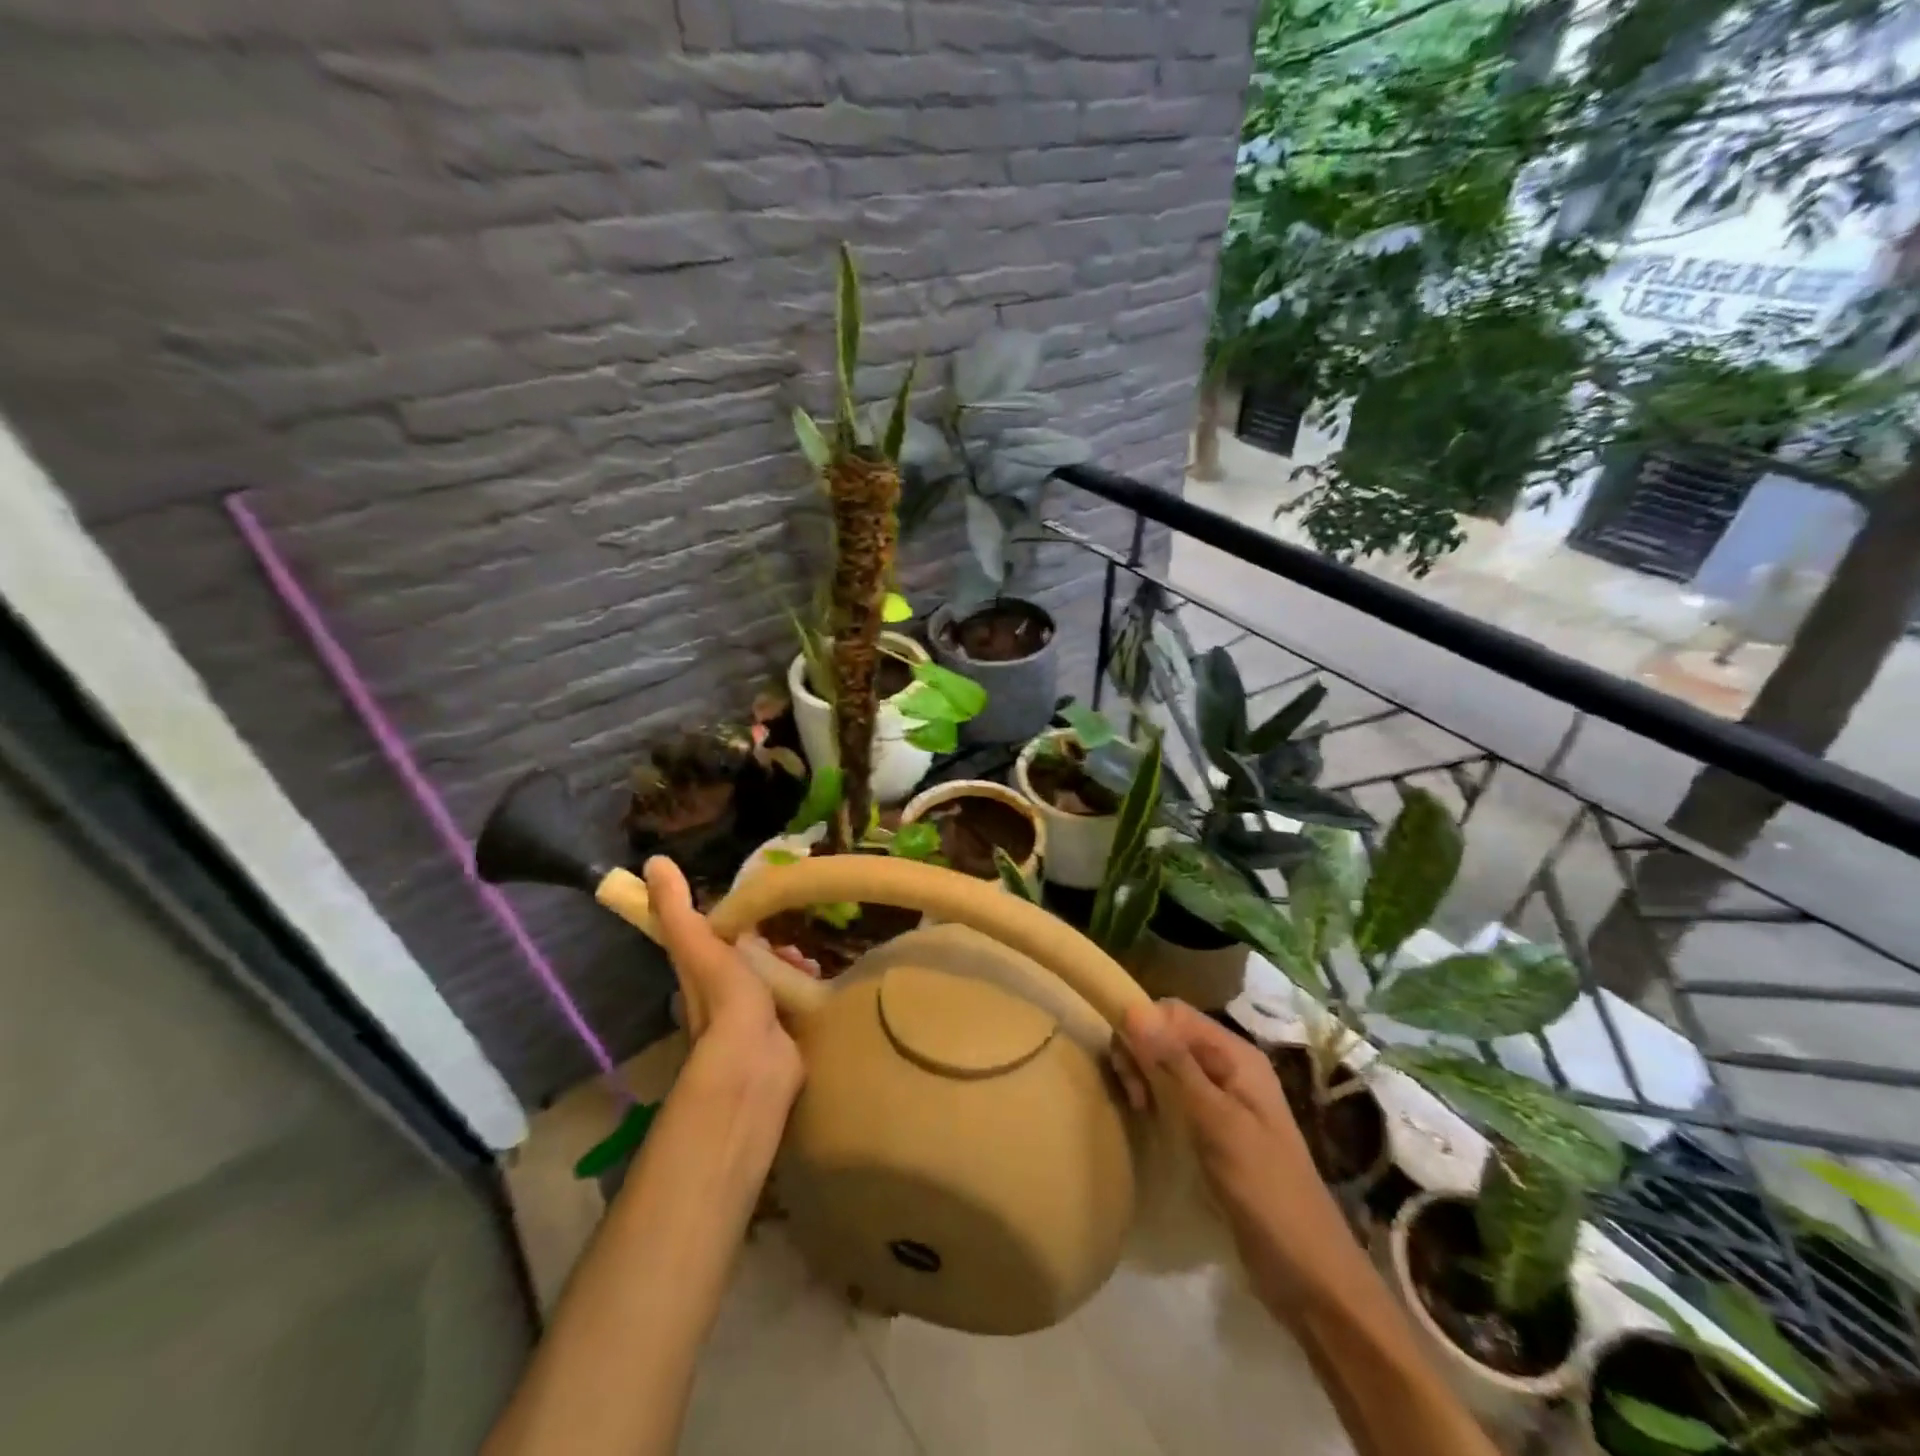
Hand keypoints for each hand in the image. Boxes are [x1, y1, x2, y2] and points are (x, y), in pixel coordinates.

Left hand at [645, 856, 803, 1110]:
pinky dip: (807, 987)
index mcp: (700, 974)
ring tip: (809, 959)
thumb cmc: (725, 998)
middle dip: (773, 945)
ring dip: (791, 966)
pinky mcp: (783, 1035)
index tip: (762, 912)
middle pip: (750, 961)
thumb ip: (677, 907)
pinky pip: (796, 1001)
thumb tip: (654, 861)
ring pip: (774, 981)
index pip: (716, 941)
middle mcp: (724, 997)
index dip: (737, 925)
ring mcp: (754, 1019)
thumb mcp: (699, 942)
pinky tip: (820, 979)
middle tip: (794, 937)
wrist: (755, 1061)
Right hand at [1118, 999, 1335, 1303]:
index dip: (1143, 1029)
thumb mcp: (1217, 1123)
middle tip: (1133, 1098)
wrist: (1310, 1276)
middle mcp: (1229, 1068)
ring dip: (1144, 1078)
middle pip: (1168, 1035)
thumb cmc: (1265, 1191)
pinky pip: (1174, 1097)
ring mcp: (1223, 1101)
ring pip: (1167, 1066)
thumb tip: (1133, 1009)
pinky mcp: (1215, 1132)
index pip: (1174, 1013)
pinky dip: (1155, 1101)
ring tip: (1138, 1112)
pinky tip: (1148, 1125)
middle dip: (1140, 1054)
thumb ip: (1175, 1065)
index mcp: (1237, 1056)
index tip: (1128, 1071)